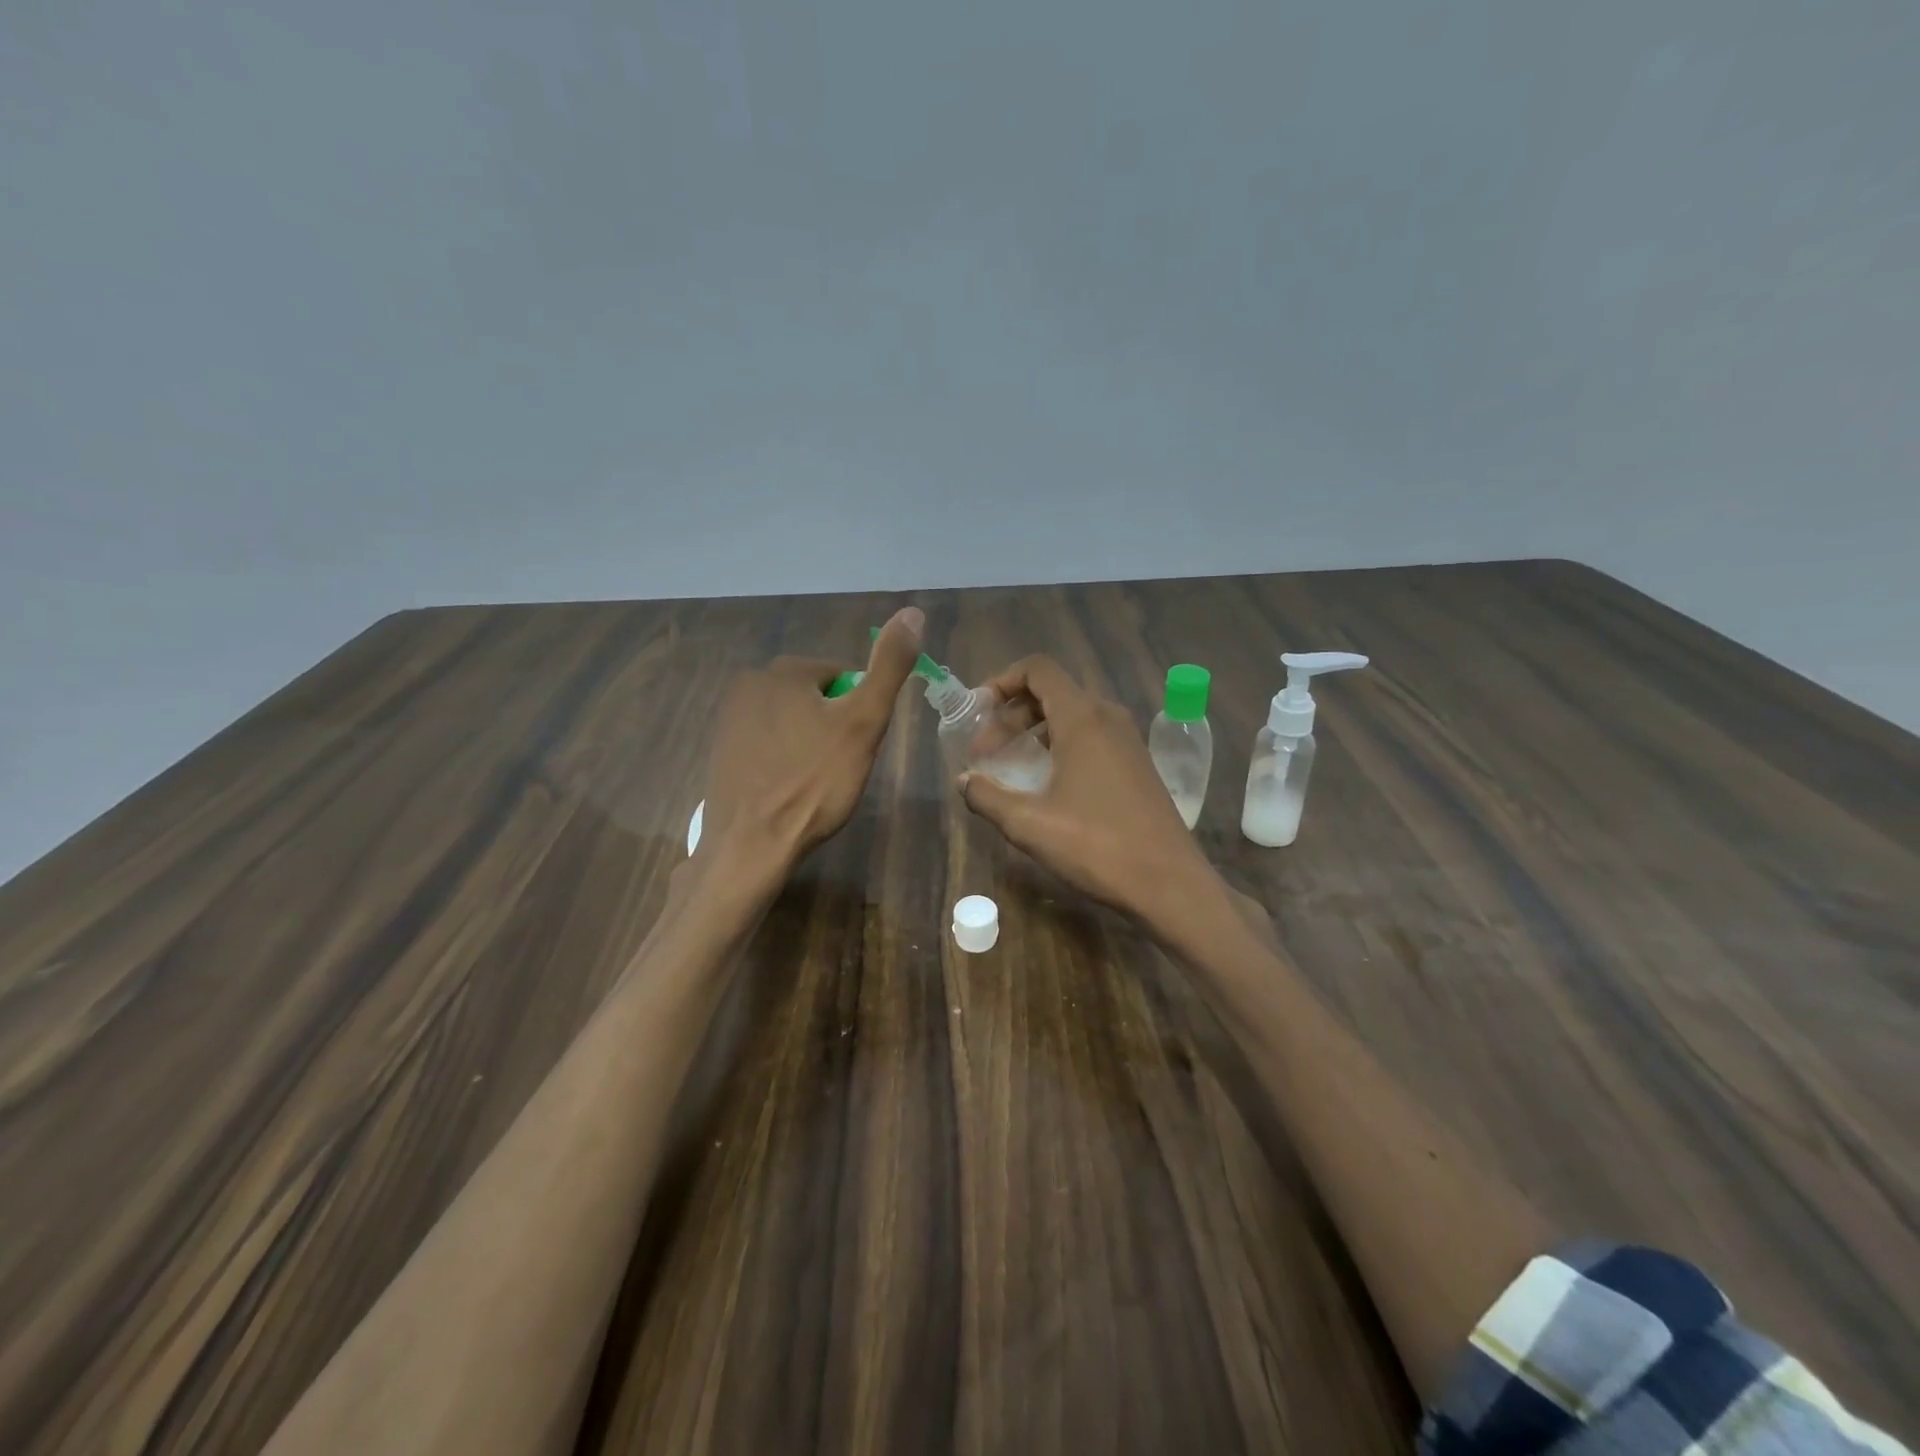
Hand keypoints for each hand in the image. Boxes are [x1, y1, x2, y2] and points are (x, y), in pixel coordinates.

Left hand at [698, 607, 924, 878]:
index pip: (842, 676)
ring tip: (814, 783)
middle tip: (840, 767)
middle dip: (832, 726)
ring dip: (808, 743)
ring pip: (791, 721)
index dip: (859, 711)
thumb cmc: (814, 783)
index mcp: (784, 670)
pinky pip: (766, 744)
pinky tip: (788, 790)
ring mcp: (729, 719)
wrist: (751, 845)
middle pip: (814, 697)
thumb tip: (913, 612)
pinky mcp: (719, 752)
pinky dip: (783, 760)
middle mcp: (749, 683)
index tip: (859, 746)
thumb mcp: (864, 722)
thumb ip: (889, 667)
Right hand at [958, 655, 1217, 926]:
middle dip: (1011, 714)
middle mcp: (1108, 717)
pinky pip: (1091, 736)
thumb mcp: (1029, 824)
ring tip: (1011, 767)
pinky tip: (1047, 785)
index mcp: (1083, 718)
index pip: (1037, 669)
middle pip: (1051, 692)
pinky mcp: (1137, 763)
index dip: (1001, 681)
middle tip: (986, 754)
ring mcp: (1127, 740)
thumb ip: (987, 796)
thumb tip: (965, 781)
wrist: (1170, 884)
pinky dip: (1060, 745)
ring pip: (1072, 715)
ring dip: (1034, 731)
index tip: (977, 714)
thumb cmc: (1097, 846)